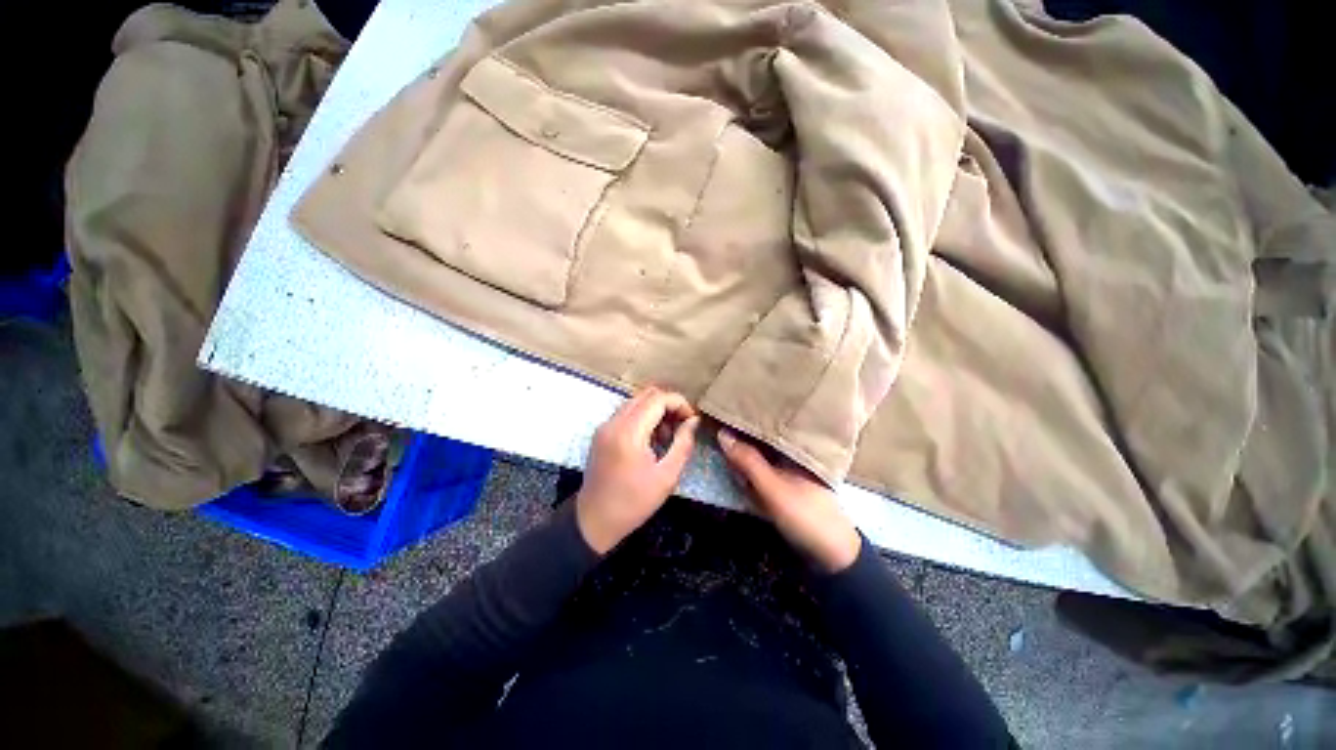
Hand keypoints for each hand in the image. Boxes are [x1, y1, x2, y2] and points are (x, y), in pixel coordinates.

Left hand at [576, 387, 700, 553]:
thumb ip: (683, 444)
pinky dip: (643, 418)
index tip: (692, 420)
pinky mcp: (601, 433)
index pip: (658, 399)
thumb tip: (693, 421)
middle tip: (681, 426)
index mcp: (629, 432)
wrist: (594, 520)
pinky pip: (626, 413)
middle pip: (646, 395)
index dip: (679, 403)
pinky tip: (650, 440)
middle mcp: (614, 422)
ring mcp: (605, 426)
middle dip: (669, 405)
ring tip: (666, 437)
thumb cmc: (633, 502)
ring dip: (656, 411)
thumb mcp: (667, 477)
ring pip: (636, 402)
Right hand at [718, 429, 860, 572]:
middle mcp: (792, 454)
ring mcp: (788, 470)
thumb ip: (748, 461)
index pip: (766, 423)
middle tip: (713, 424)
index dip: (745, 417)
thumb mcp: (773, 487)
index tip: (721, 411)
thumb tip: (721, 433)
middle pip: (761, 438)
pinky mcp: (784, 486)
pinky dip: (748, 468)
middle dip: (740, 434)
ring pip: (760, 454)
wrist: (832, 556)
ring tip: (717, 438)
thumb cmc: (805, 515)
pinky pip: (761, 470)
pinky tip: (734, 465)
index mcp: (795, 447)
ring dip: (742, 451)